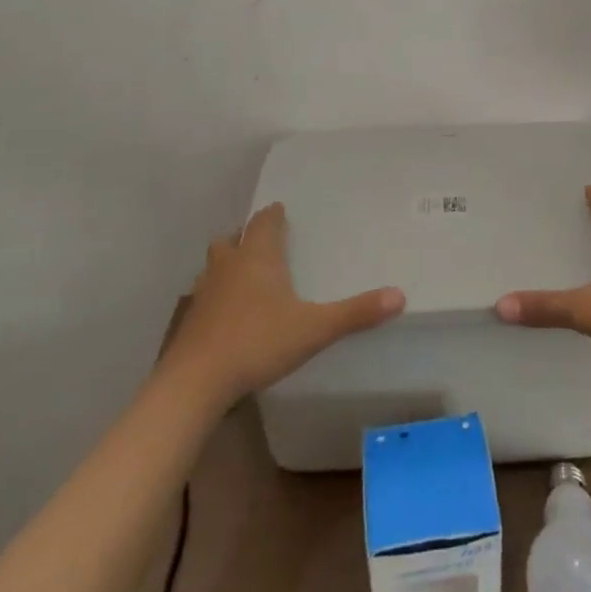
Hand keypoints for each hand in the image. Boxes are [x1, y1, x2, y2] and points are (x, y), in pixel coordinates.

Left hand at [162, 203, 405, 407]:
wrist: (195, 382)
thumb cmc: (257, 342)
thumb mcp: (314, 329)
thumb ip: (355, 313)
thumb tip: (400, 295)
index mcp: (258, 258)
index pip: (264, 222)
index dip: (273, 215)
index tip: (279, 209)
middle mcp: (229, 266)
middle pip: (232, 238)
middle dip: (245, 235)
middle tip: (261, 240)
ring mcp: (204, 292)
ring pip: (213, 264)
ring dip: (227, 262)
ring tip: (242, 273)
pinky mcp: (191, 321)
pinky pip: (205, 295)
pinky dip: (216, 295)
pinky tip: (226, 313)